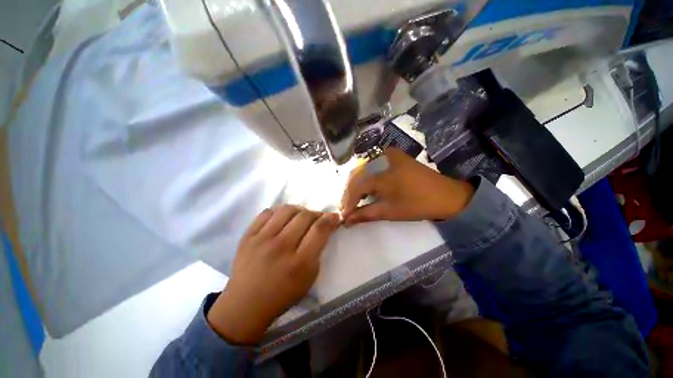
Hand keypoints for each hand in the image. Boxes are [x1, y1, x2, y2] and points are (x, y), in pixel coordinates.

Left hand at [207, 206, 339, 344]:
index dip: (330, 218)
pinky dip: (278, 212)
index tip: (334, 216)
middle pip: (305, 216)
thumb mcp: (309, 278)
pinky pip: (267, 213)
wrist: (245, 305)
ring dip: (299, 210)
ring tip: (300, 217)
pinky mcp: (247, 236)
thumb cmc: (282, 294)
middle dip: (316, 213)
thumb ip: (318, 251)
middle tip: (317, 218)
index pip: (319, 229)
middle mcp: (281, 247)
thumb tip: (323, 228)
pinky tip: (282, 219)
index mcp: (300, 262)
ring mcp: (261, 239)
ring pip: (287, 210)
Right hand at [340, 148, 474, 225]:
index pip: (356, 187)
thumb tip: (346, 221)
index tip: (344, 214)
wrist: (447, 195)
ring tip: (354, 200)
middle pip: (357, 176)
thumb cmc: (418, 205)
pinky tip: (365, 188)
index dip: (348, 201)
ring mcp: (388, 154)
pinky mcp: (394, 155)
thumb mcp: (390, 211)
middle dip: (350, 193)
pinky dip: (366, 177)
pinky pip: (373, 165)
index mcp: (383, 174)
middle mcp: (382, 159)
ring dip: (357, 185)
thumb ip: (365, 214)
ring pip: (363, 169)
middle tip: (347, 208)